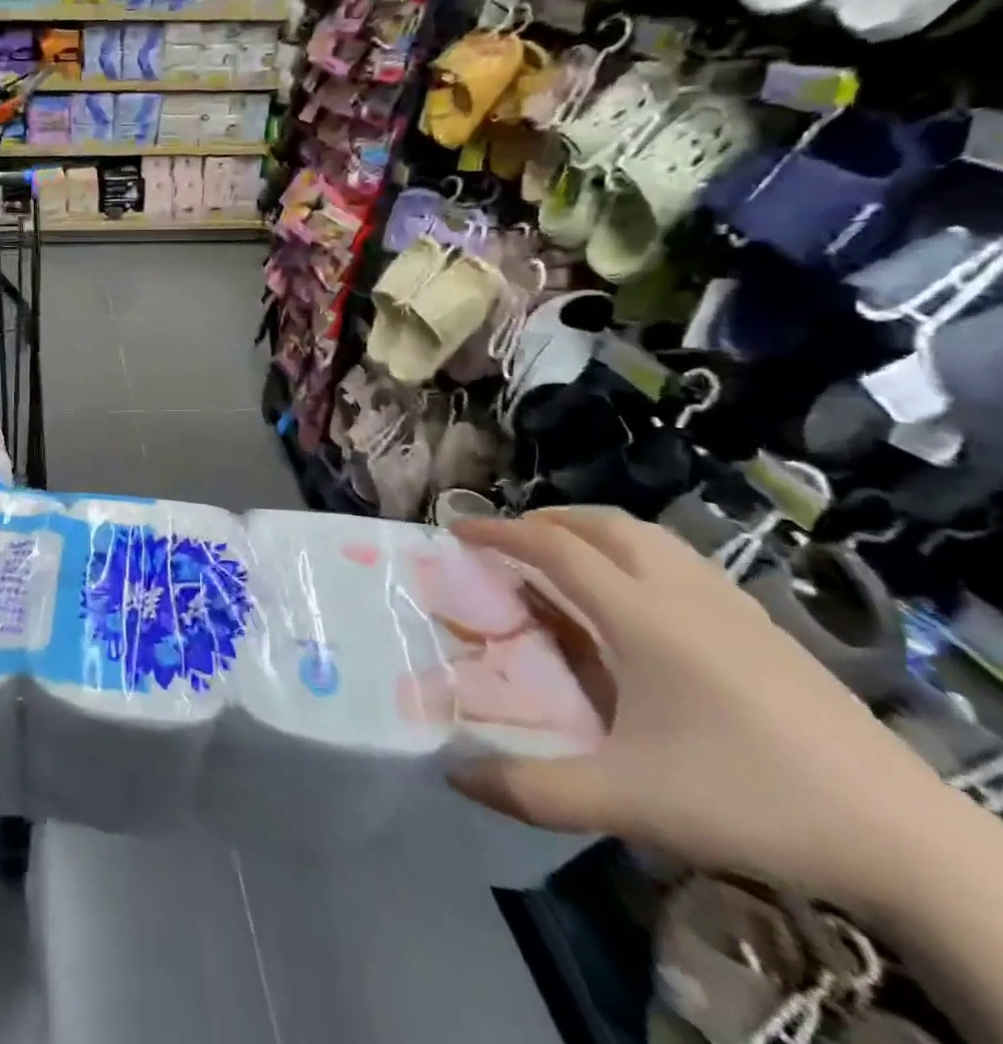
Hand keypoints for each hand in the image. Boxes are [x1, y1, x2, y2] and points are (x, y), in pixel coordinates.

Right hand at [449, 508, 949, 911]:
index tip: (457, 530)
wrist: (907, 840)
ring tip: (565, 560)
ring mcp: (731, 607)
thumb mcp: (627, 800)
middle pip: (603, 525)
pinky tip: (637, 600)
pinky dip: (636, 555)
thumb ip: (532, 788)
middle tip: (508, 542)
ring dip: (593, 532)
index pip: (554, 548)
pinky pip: (681, 561)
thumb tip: (453, 777)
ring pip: (648, 537)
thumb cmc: (750, 799)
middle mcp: (682, 593)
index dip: (499, 531)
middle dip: (546, 521)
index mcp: (641, 615)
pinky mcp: (765, 629)